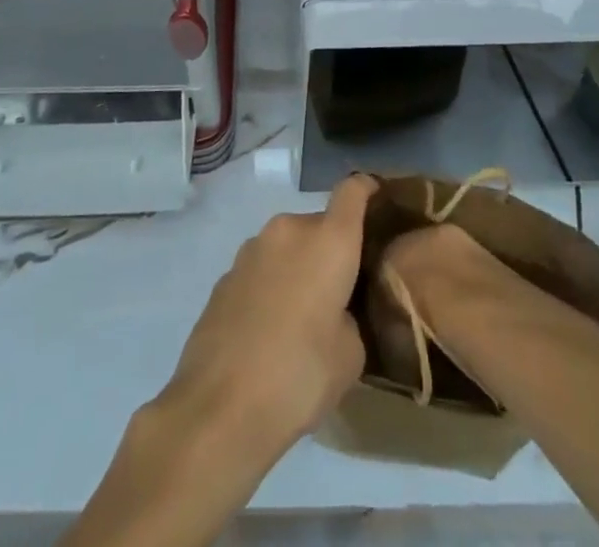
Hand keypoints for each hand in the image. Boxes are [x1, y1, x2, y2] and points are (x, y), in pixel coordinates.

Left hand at [153, 173, 376, 464]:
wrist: (219, 407)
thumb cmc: (299, 375)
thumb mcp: (350, 354)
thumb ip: (351, 316)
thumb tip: (335, 311)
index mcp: (328, 240)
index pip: (353, 190)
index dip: (368, 190)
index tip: (378, 202)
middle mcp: (289, 230)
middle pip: (319, 225)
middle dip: (331, 250)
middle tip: (341, 292)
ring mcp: (251, 249)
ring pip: (288, 247)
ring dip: (299, 268)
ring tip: (303, 317)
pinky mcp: (225, 276)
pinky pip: (262, 270)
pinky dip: (272, 287)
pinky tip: (269, 331)